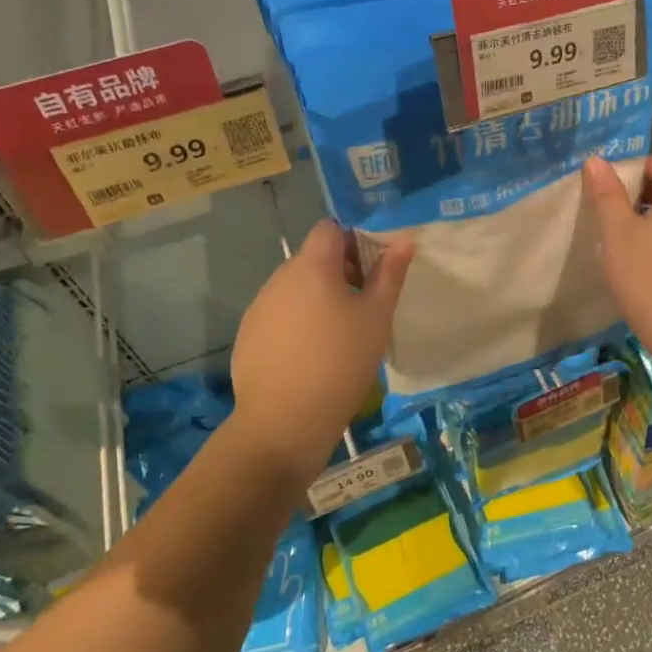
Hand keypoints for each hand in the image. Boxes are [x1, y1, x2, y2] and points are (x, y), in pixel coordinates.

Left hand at [230, 221, 412, 481]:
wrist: (283, 422)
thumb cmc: (340, 362)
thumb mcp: (376, 318)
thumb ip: (389, 275)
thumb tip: (403, 241)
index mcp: (311, 266)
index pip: (329, 228)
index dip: (353, 241)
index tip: (372, 272)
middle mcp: (279, 278)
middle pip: (313, 258)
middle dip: (340, 273)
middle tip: (364, 307)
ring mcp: (260, 307)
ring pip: (296, 288)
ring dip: (319, 298)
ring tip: (340, 336)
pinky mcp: (249, 335)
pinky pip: (280, 315)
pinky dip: (298, 323)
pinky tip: (312, 357)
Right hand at [583, 154, 651, 381]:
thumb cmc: (648, 278)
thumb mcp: (617, 234)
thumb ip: (607, 196)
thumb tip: (597, 161)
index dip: (643, 165)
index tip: (614, 182)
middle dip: (640, 193)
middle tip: (609, 209)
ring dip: (646, 220)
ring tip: (616, 238)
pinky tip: (634, 266)